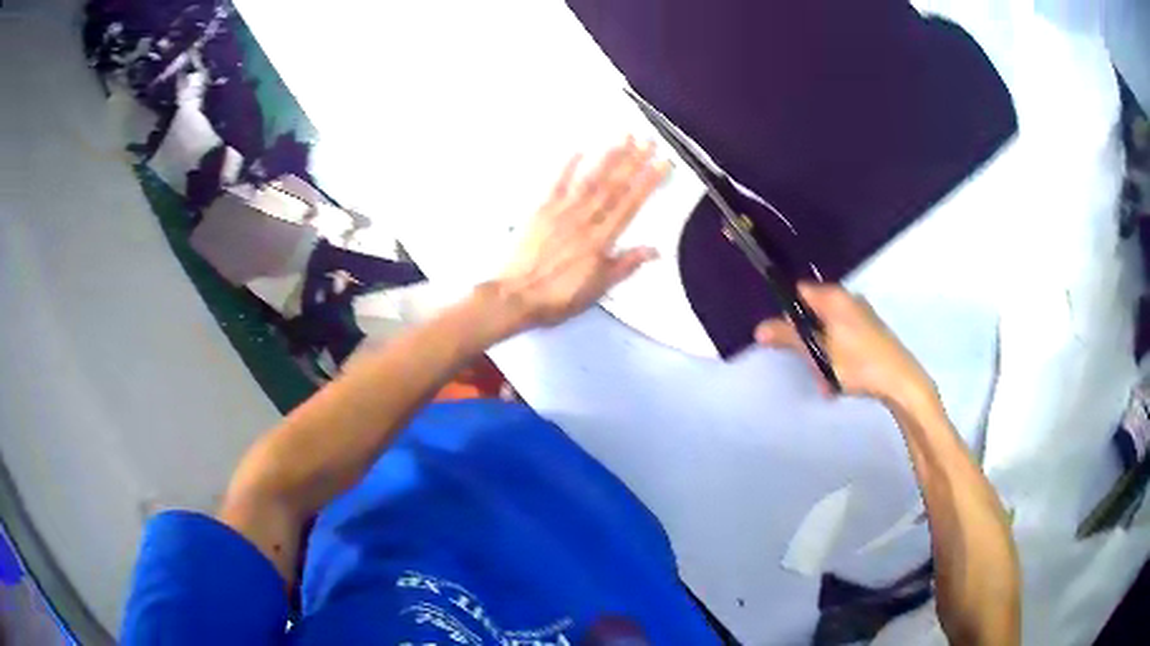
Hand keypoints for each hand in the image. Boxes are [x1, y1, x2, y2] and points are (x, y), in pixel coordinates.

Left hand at [496, 138, 668, 328]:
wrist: (513, 296)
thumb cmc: (557, 298)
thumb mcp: (597, 290)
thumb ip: (625, 266)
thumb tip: (654, 250)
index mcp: (601, 240)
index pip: (630, 204)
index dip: (647, 182)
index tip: (662, 163)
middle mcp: (584, 219)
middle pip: (613, 185)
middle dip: (634, 161)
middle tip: (649, 140)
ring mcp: (560, 211)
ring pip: (590, 179)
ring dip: (608, 156)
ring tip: (624, 136)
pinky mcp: (540, 210)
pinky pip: (556, 183)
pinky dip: (568, 165)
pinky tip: (580, 148)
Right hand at [755, 283, 937, 407]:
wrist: (901, 382)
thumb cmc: (859, 363)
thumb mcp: (819, 353)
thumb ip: (790, 338)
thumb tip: (759, 328)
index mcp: (834, 297)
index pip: (799, 294)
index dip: (788, 316)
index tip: (785, 341)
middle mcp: (847, 300)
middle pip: (813, 315)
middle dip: (806, 343)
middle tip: (808, 367)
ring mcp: (861, 316)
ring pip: (827, 333)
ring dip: (821, 357)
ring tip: (825, 382)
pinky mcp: (870, 333)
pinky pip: (843, 341)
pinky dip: (836, 359)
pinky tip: (839, 381)